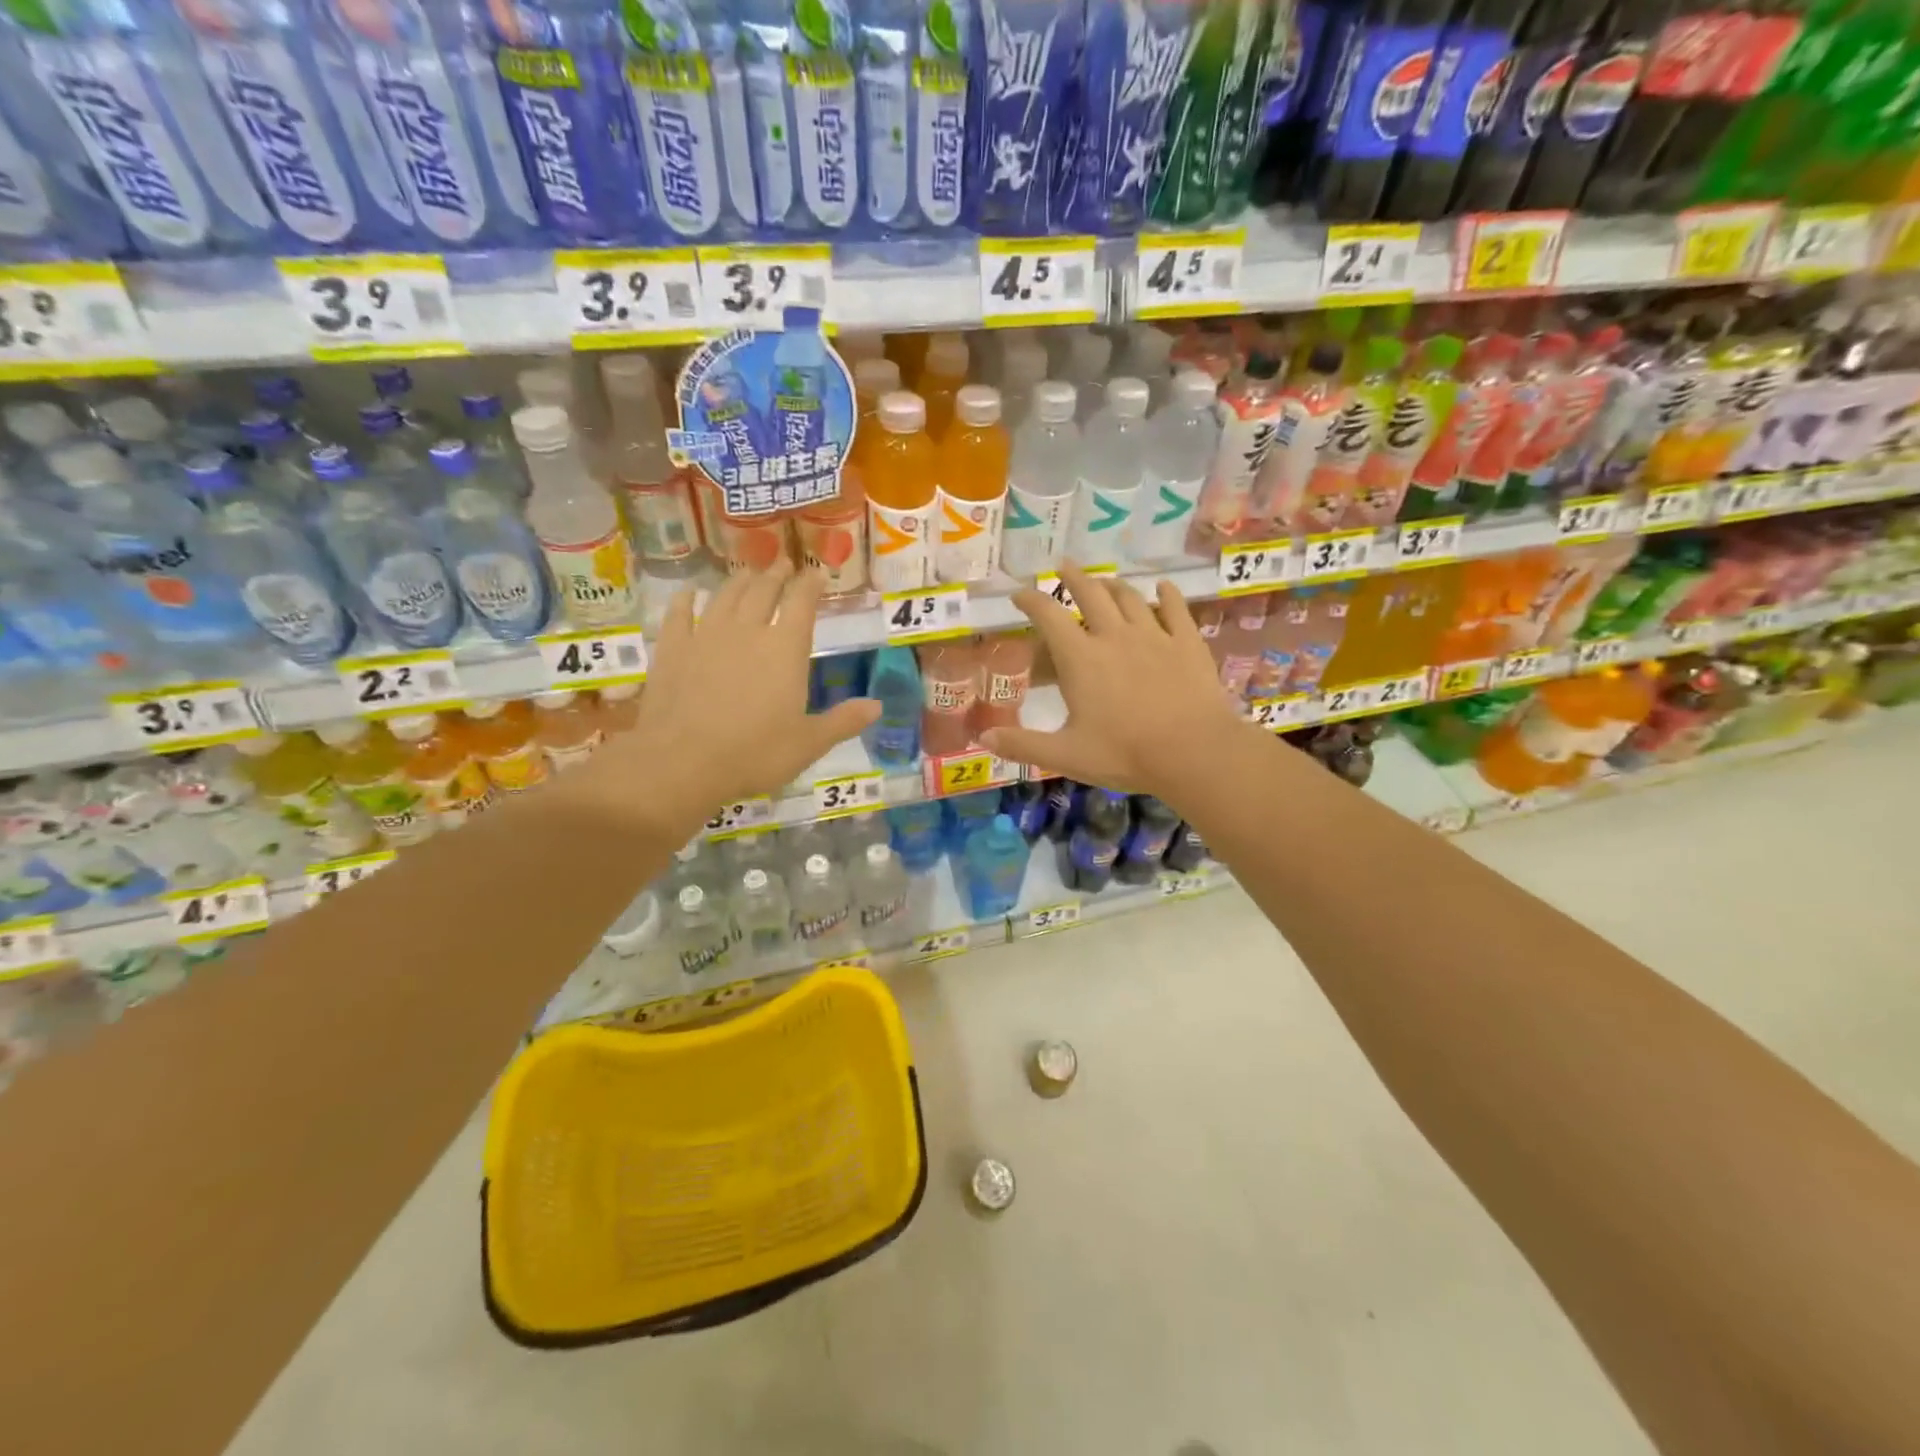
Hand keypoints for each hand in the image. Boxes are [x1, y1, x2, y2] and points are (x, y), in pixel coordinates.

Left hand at [577, 562, 877, 835]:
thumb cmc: (755, 754)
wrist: (683, 762)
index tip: (817, 573)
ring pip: (725, 596)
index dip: (810, 585)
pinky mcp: (672, 649)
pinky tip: (689, 594)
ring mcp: (705, 636)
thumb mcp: (809, 744)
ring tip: (748, 574)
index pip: (802, 603)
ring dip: (739, 581)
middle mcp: (747, 631)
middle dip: (776, 575)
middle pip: (763, 590)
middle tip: (783, 565)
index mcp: (785, 649)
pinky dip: (686, 600)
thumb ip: (844, 721)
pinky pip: (679, 614)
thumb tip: (878, 706)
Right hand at [979, 564, 1258, 803]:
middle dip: (1073, 577)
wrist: (1193, 752)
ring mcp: (1154, 636)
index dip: (1030, 600)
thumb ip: (1023, 744)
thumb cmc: (1124, 754)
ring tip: (1105, 581)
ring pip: (1130, 598)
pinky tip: (1163, 588)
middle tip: (1063, 566)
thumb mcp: (1065, 755)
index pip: (1048, 616)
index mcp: (1081, 659)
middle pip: (1091, 594)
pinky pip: (1176, 609)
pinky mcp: (1187, 643)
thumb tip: (983, 737)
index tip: (1019, 593)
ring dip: (1113, 585)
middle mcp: (1114, 636)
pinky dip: (1167, 595)